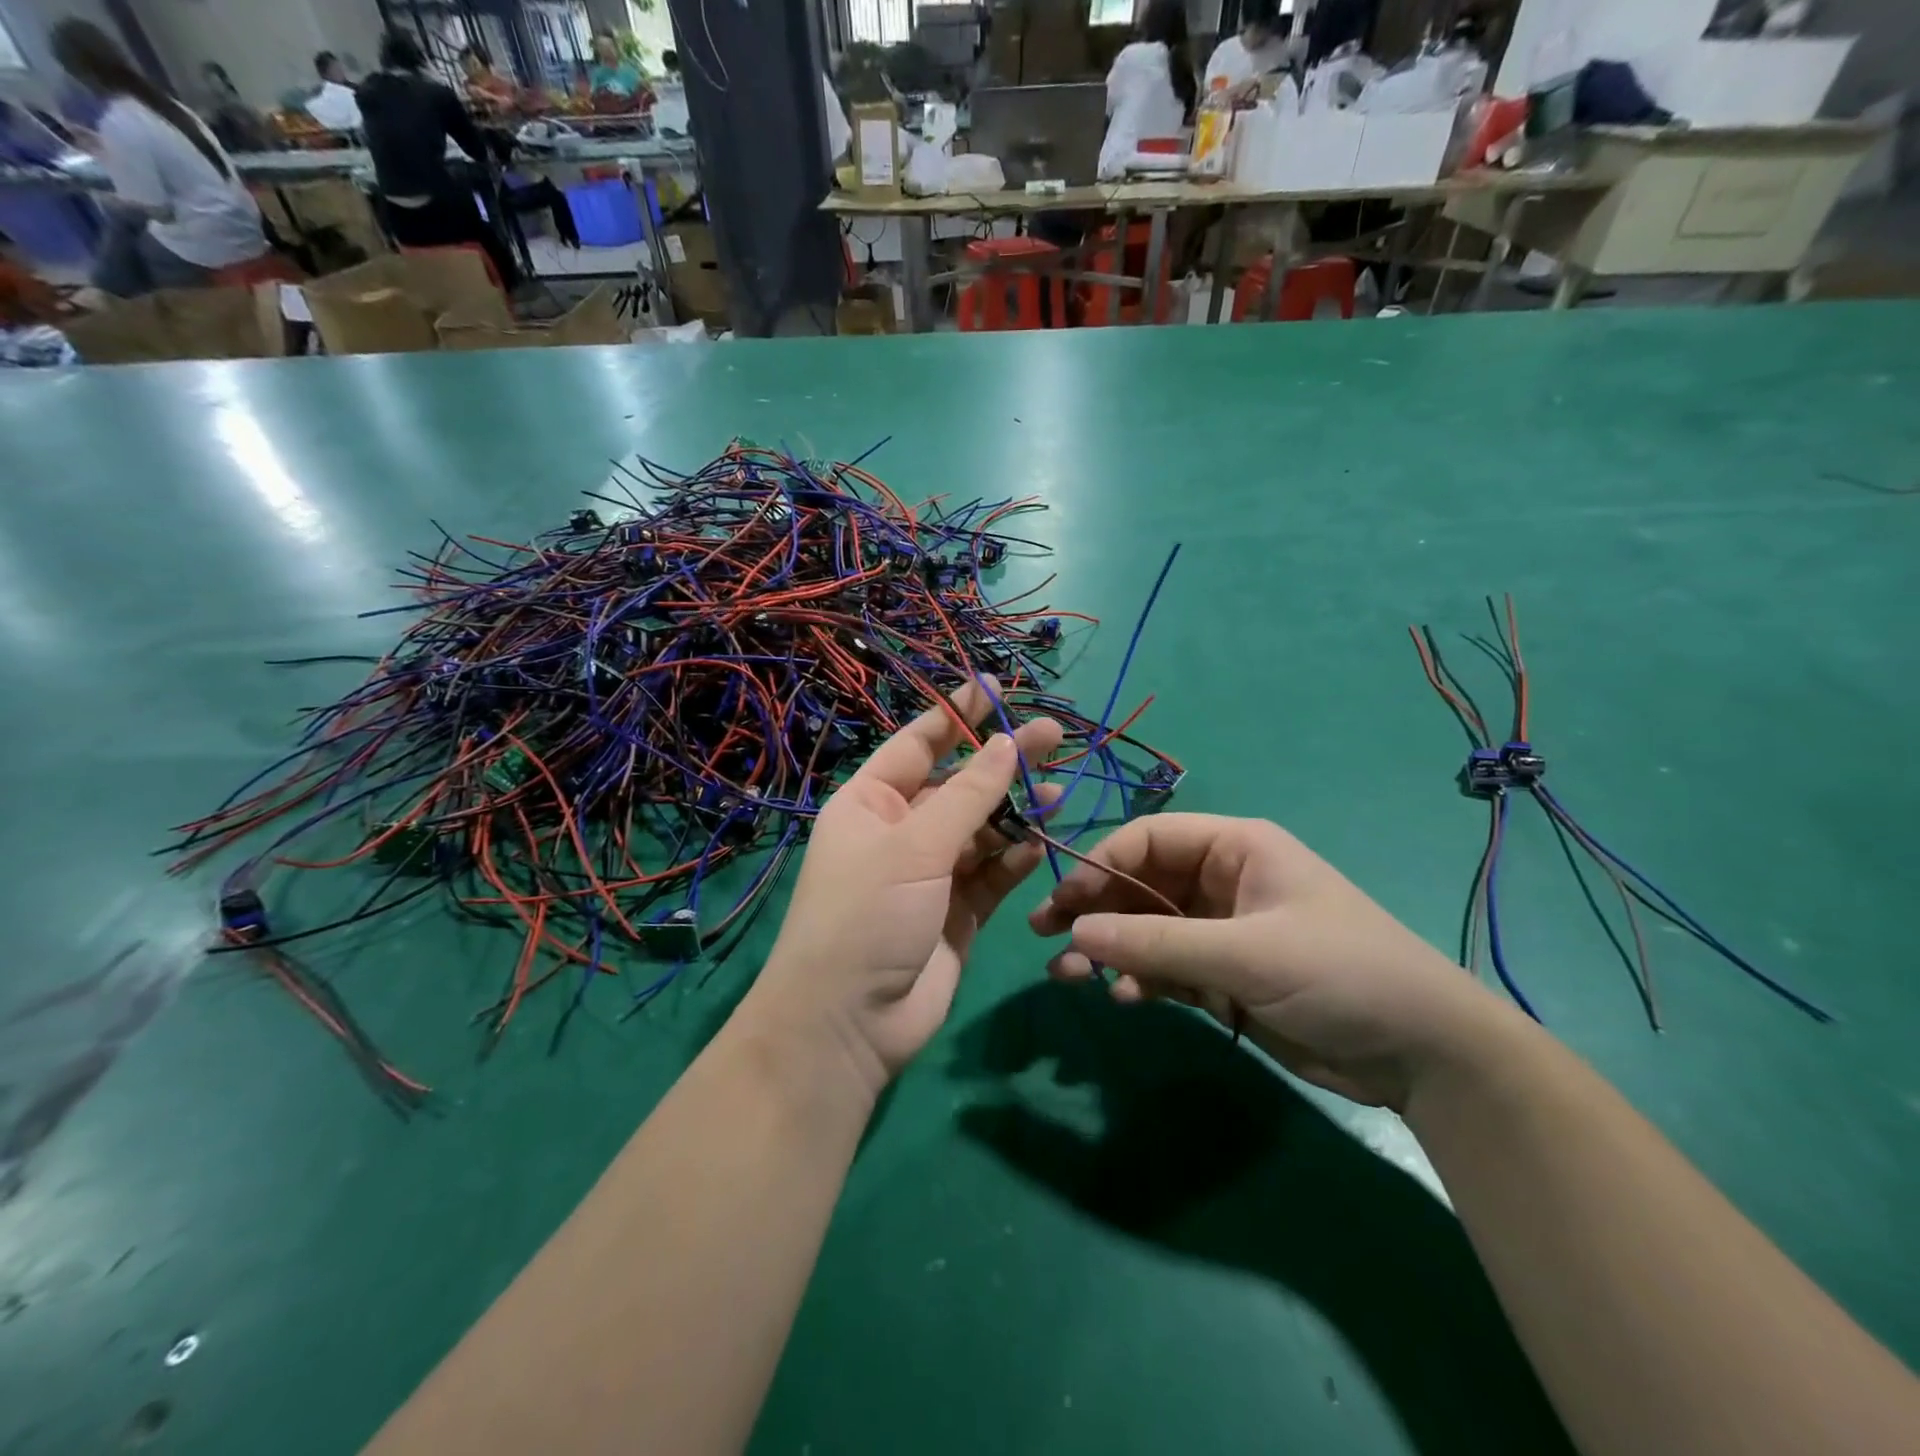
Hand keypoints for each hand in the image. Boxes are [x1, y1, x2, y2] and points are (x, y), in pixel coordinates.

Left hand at [749, 683, 1061, 1096]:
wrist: (851, 1022)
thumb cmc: (866, 915)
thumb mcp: (914, 846)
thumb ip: (968, 796)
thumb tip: (1006, 744)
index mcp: (870, 803)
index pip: (918, 744)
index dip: (956, 715)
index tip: (993, 688)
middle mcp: (900, 831)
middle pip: (959, 784)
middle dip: (1002, 760)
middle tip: (1054, 733)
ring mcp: (930, 873)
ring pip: (982, 829)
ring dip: (1016, 810)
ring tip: (1058, 788)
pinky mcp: (958, 911)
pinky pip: (992, 873)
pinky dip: (1016, 856)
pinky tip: (1042, 839)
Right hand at [1029, 814, 1513, 1109]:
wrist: (1422, 1053)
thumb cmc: (1339, 973)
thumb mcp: (1244, 953)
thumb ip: (1156, 942)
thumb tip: (1076, 931)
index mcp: (1234, 847)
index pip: (1148, 840)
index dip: (1099, 865)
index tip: (1061, 901)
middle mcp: (1221, 881)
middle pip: (1139, 885)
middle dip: (1094, 910)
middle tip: (1044, 935)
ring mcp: (1220, 930)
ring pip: (1146, 930)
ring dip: (1108, 950)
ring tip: (1068, 977)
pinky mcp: (1224, 976)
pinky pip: (1165, 968)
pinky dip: (1140, 979)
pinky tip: (1124, 997)